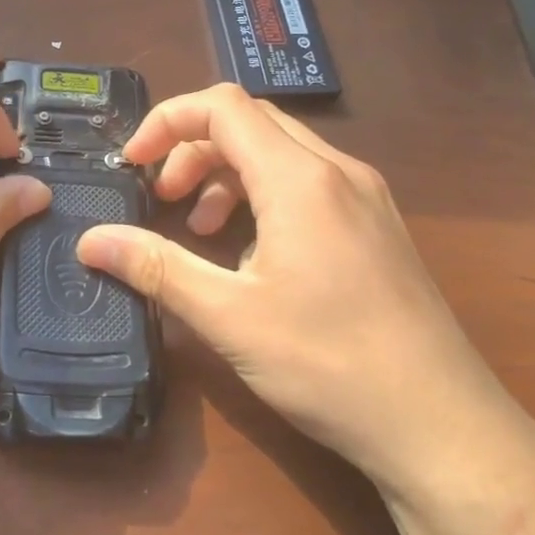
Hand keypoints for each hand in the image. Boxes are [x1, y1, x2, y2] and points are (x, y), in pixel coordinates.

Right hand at [77, 83, 523, 499]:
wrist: (444, 428)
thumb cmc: (331, 365)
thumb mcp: (229, 317)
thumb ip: (156, 267)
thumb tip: (90, 242)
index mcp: (300, 179)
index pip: (222, 106)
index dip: (167, 121)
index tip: (133, 163)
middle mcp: (338, 171)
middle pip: (250, 122)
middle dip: (192, 149)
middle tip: (162, 198)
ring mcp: (365, 197)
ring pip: (281, 151)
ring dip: (226, 173)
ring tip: (200, 226)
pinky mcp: (377, 226)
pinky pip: (308, 182)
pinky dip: (262, 194)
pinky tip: (250, 251)